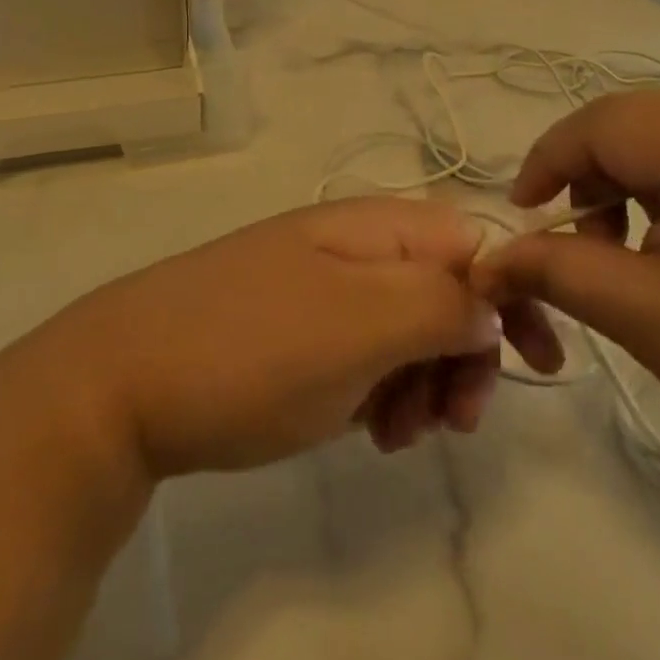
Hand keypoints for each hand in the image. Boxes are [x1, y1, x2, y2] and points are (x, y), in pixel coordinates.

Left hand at [43, 198, 531, 479]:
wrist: (122, 382)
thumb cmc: (253, 348)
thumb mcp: (360, 324)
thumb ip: (439, 303)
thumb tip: (490, 303)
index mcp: (376, 226)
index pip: (474, 242)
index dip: (511, 296)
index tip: (537, 364)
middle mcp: (355, 246)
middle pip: (445, 287)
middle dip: (464, 352)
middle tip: (454, 419)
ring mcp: (323, 286)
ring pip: (409, 326)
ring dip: (425, 380)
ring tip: (401, 433)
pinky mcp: (299, 329)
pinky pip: (368, 352)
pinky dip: (384, 390)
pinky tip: (369, 429)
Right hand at [473, 79, 659, 503]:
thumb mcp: (646, 316)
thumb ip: (554, 268)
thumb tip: (487, 257)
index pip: (598, 124)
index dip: (546, 165)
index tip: (521, 217)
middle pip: (637, 125)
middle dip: (595, 179)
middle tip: (584, 247)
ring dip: (638, 183)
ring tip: (637, 252)